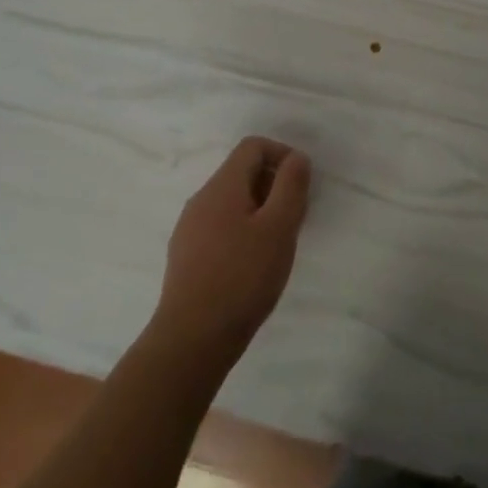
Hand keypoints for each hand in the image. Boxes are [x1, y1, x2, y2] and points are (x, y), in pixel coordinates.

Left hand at [151, 137, 310, 369]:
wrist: (190, 340)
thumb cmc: (242, 278)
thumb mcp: (279, 228)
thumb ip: (291, 186)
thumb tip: (296, 157)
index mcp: (222, 185)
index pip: (253, 146)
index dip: (282, 155)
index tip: (301, 185)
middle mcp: (201, 198)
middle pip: (241, 173)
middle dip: (273, 186)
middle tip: (295, 219)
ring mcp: (189, 228)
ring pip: (231, 202)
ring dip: (259, 211)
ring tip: (277, 246)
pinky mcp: (185, 257)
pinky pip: (219, 227)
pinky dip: (241, 232)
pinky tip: (251, 267)